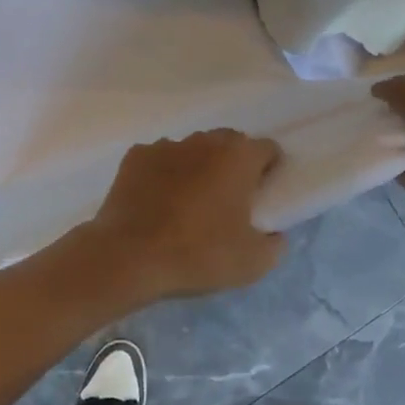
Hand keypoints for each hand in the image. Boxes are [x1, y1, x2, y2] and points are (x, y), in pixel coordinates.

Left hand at [85, 130, 284, 305]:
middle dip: (234, 164)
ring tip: (189, 202)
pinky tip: (157, 202)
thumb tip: (274, 234)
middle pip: (229, 143)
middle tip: (229, 199)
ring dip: (198, 167)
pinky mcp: (135, 156)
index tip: (263, 194)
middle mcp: (204, 141)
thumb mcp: (253, 263)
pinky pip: (160, 160)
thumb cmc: (198, 254)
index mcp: (238, 158)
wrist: (129, 256)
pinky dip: (164, 174)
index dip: (270, 169)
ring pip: (193, 150)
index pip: (267, 149)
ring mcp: (167, 145)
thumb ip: (275, 243)